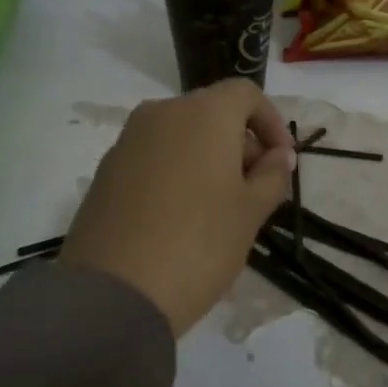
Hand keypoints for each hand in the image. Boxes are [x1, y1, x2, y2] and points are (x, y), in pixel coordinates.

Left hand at [59, 79, 295, 335]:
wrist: (114, 292)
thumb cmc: (199, 244)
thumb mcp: (250, 212)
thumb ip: (272, 176)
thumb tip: (279, 155)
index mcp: (203, 113)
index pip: (245, 94)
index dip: (271, 122)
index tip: (281, 161)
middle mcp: (161, 113)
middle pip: (211, 112)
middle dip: (240, 143)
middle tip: (255, 190)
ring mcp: (127, 141)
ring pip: (180, 135)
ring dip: (208, 158)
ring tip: (219, 207)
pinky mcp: (106, 171)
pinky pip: (153, 157)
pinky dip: (176, 172)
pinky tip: (180, 217)